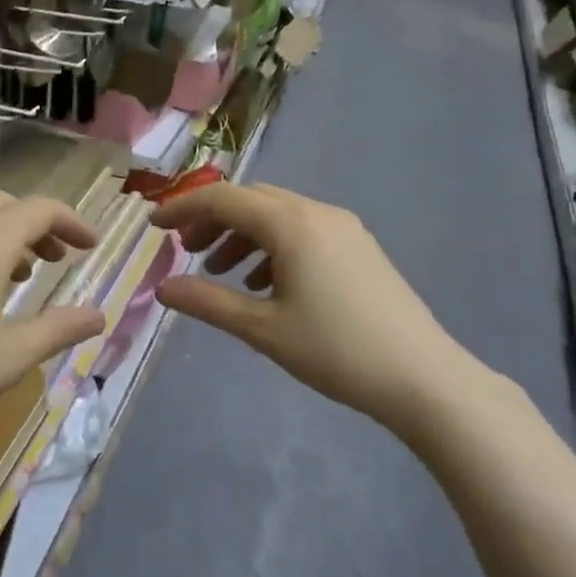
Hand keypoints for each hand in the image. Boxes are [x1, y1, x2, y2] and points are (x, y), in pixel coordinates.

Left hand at [0, 192, 106, 446]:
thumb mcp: (12, 357)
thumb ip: (59, 329)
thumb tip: (98, 316)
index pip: (40, 209)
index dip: (72, 221)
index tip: (91, 247)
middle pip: (4, 205)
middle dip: (37, 224)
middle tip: (56, 260)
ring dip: (2, 235)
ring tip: (17, 276)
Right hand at [152, 183, 468, 427]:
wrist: (421, 377)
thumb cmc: (335, 351)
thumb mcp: (262, 328)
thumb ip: (207, 302)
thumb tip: (162, 288)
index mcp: (292, 224)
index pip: (224, 199)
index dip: (183, 208)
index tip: (154, 226)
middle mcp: (318, 213)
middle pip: (252, 200)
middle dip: (213, 220)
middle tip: (185, 251)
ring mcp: (344, 228)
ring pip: (279, 215)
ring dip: (243, 234)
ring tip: (221, 271)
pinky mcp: (359, 248)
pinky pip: (303, 231)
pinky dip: (273, 246)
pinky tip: (266, 283)